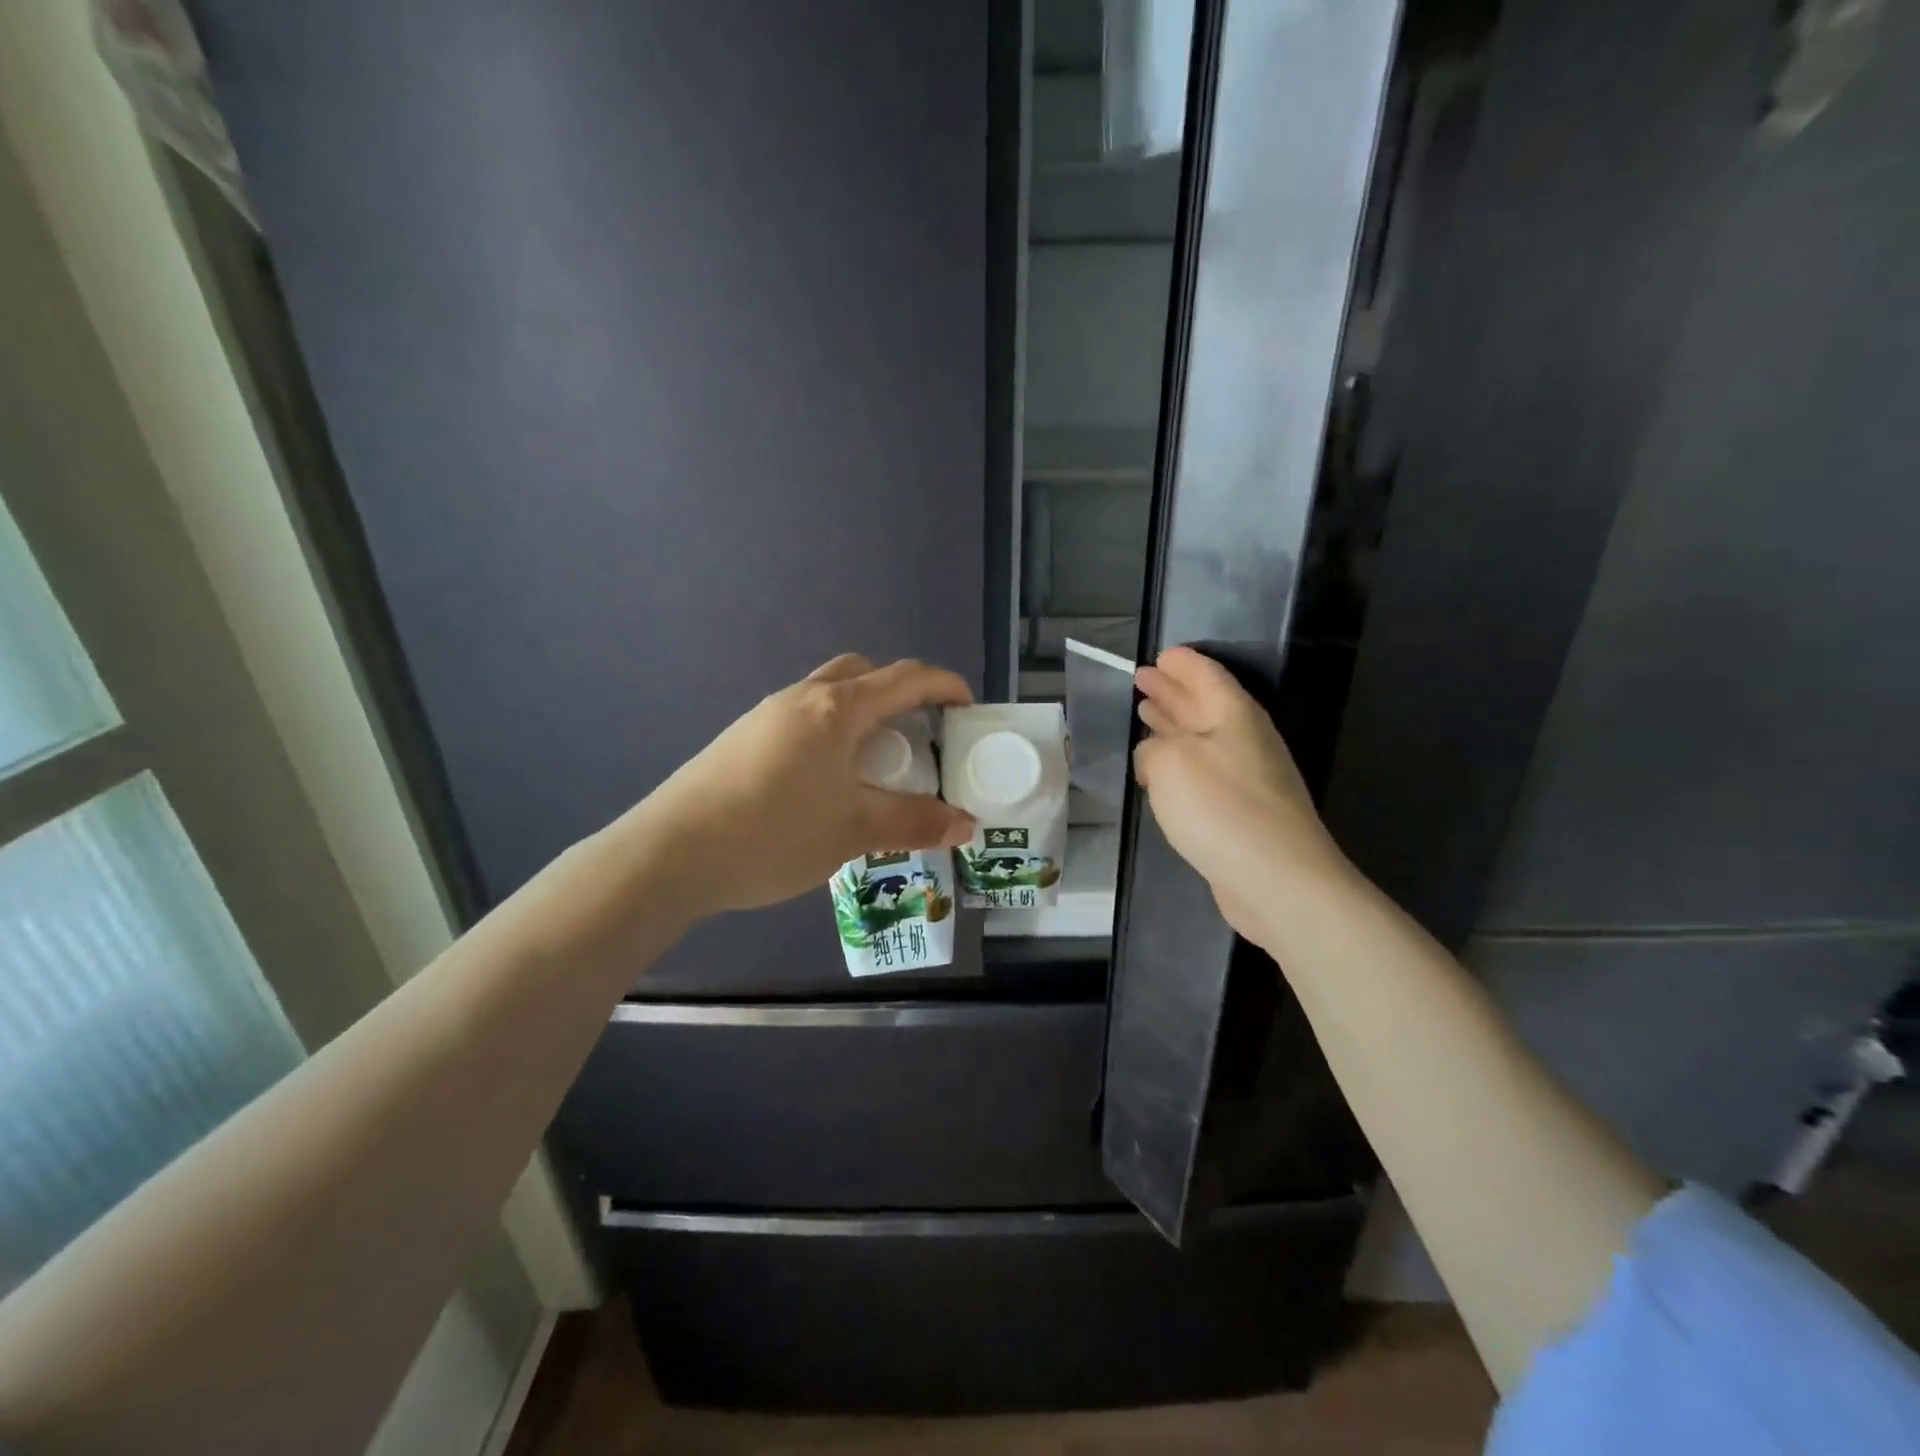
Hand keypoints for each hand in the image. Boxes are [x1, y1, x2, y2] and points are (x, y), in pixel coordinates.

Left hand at [636, 655, 976, 917]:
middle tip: (917, 735)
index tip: (967, 705)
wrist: (671, 852)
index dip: (943, 684)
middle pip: (861, 673)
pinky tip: (824, 783)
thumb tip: (967, 823)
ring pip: (827, 695)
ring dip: (860, 715)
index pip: (905, 678)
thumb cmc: (774, 832)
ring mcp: (766, 715)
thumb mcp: (854, 830)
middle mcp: (802, 698)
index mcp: (837, 709)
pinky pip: (801, 720)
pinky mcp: (741, 738)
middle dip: (898, 693)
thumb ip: (914, 822)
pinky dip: (829, 734)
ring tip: (873, 765)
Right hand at [1133, 646, 1349, 946]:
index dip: (1181, 664)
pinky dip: (1179, 761)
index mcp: (1233, 715)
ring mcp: (1247, 777)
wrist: (1277, 879)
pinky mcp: (1242, 811)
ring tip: (1146, 712)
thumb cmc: (1220, 808)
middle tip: (1143, 678)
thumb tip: (1154, 756)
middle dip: (1172, 690)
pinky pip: (1203, 771)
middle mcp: (1244, 739)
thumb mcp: (1169, 763)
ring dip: (1174, 724)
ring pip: (1202, 738)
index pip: (1205, 675)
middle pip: (1204, 704)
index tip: (1160, 655)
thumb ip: (1152, 749)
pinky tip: (1160, 769)